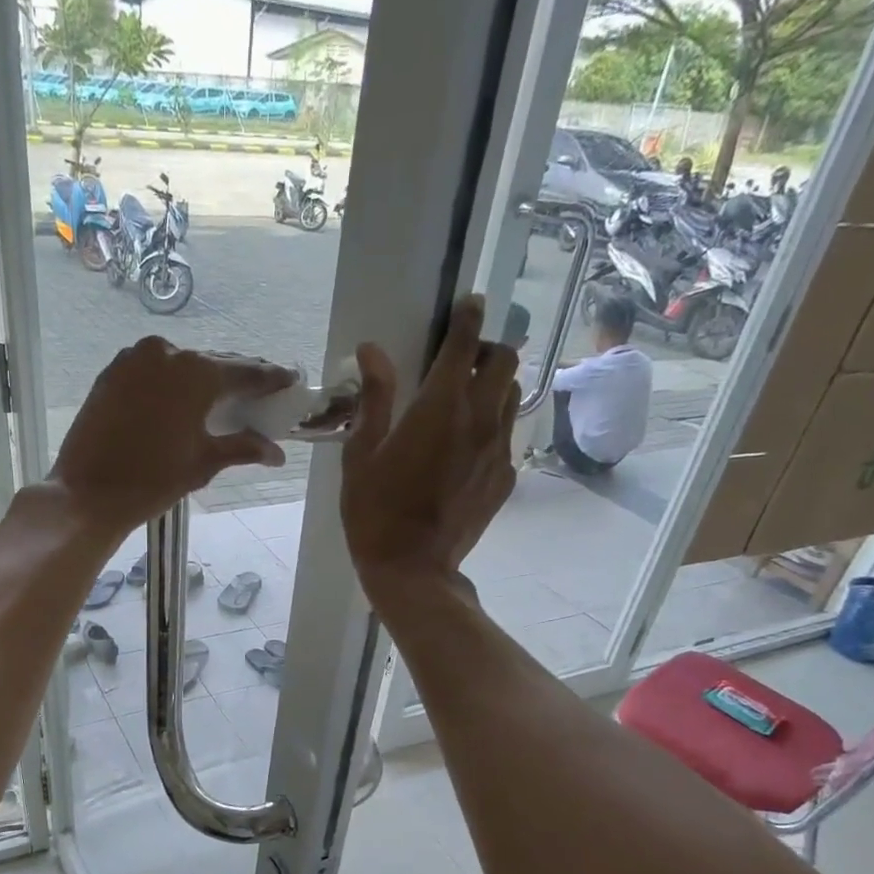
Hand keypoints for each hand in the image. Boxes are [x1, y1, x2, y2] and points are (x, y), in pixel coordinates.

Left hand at [50, 337, 290, 537]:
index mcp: (196, 373)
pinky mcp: (112, 372)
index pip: (245, 373)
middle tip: (259, 392)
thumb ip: (242, 448)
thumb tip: (276, 453)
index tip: (290, 379)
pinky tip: (181, 400)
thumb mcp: (203, 463)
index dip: (271, 379)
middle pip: (212, 364)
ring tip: (220, 399)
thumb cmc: (153, 480)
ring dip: (202, 380)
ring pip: (180, 366)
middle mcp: (167, 353)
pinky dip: (171, 383)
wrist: (87, 493)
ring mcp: (134, 358)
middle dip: (236, 379)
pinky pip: (153, 371)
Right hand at [340, 294, 519, 595]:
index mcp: (439, 406)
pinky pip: (507, 435)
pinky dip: (492, 425)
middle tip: (462, 361)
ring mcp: (498, 449)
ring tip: (467, 400)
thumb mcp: (361, 454)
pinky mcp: (505, 477)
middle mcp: (479, 419)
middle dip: (487, 349)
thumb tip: (372, 349)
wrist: (413, 570)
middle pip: (505, 360)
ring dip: (494, 385)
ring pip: (512, 396)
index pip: (465, 342)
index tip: (468, 303)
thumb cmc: (375, 512)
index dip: (468, 316)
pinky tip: (468, 446)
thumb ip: (373, 398)